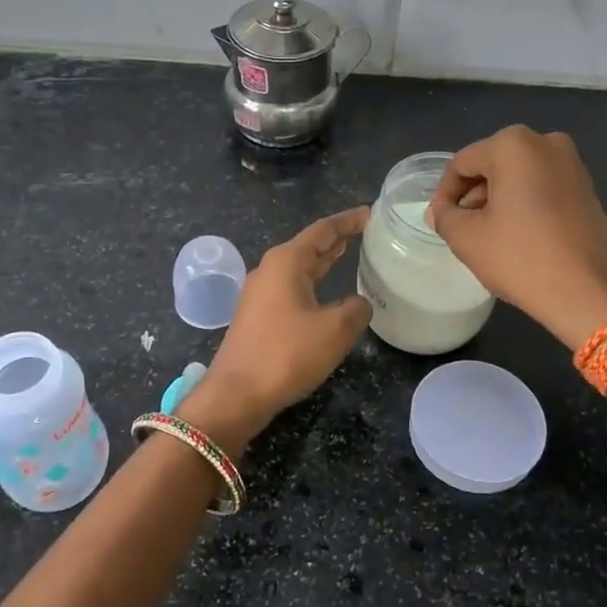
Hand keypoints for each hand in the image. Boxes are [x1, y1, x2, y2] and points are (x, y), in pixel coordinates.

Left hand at [192, 208, 372, 439]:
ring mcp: (260, 293)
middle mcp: (270, 270)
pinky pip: (291, 287)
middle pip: (308, 246)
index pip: (323, 230)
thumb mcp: (335, 331)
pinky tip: (325, 293)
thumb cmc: (286, 354)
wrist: (236, 393)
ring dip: (322, 261)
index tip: (370, 213)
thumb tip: (359, 304)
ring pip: (298, 267)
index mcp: (286, 262)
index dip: (348, 221)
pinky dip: (312, 282)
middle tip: (363, 231)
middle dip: (335, 238)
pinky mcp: (258, 316)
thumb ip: (356, 309)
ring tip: (347, 253)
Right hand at [427, 127, 606, 350]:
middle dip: (472, 196)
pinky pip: (541, 188)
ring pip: (517, 177)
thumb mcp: (467, 238)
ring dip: (497, 201)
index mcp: (513, 145)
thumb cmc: (522, 258)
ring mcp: (572, 164)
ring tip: (487, 237)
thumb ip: (445, 217)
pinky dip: (523, 205)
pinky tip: (517, 238)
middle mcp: (546, 143)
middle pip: (491, 165)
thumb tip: (442, 212)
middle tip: (461, 230)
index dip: (444, 194)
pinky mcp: (587, 189)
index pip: (462, 163)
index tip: (438, 223)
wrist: (591, 293)